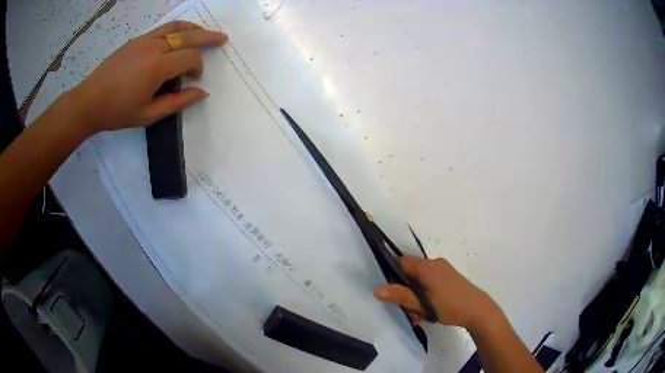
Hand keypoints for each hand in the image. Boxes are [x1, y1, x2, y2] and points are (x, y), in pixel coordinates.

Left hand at [71, 21, 227, 135]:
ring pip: (176, 27)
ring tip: (204, 32)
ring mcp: (145, 40)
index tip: (194, 80)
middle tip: (223, 38)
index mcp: (157, 67)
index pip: (190, 58)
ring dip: (194, 28)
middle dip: (208, 37)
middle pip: (189, 36)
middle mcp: (154, 47)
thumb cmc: (117, 111)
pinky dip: (177, 28)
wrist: (89, 101)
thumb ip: (177, 102)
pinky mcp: (137, 39)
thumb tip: (202, 92)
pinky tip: (180, 34)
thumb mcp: (148, 115)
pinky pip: (163, 28)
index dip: (198, 68)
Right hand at [375, 256, 498, 329]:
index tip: (394, 293)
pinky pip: (430, 281)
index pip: (401, 262)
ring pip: (420, 279)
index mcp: (426, 267)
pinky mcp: (449, 276)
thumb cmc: (449, 306)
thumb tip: (376, 289)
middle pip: (410, 272)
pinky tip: (429, 309)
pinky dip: (425, 293)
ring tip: (420, 315)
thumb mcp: (422, 304)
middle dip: (406, 292)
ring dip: (416, 296)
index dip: (393, 276)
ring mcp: (443, 269)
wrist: (478, 309)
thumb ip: (400, 296)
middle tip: (409, 311)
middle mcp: (434, 263)